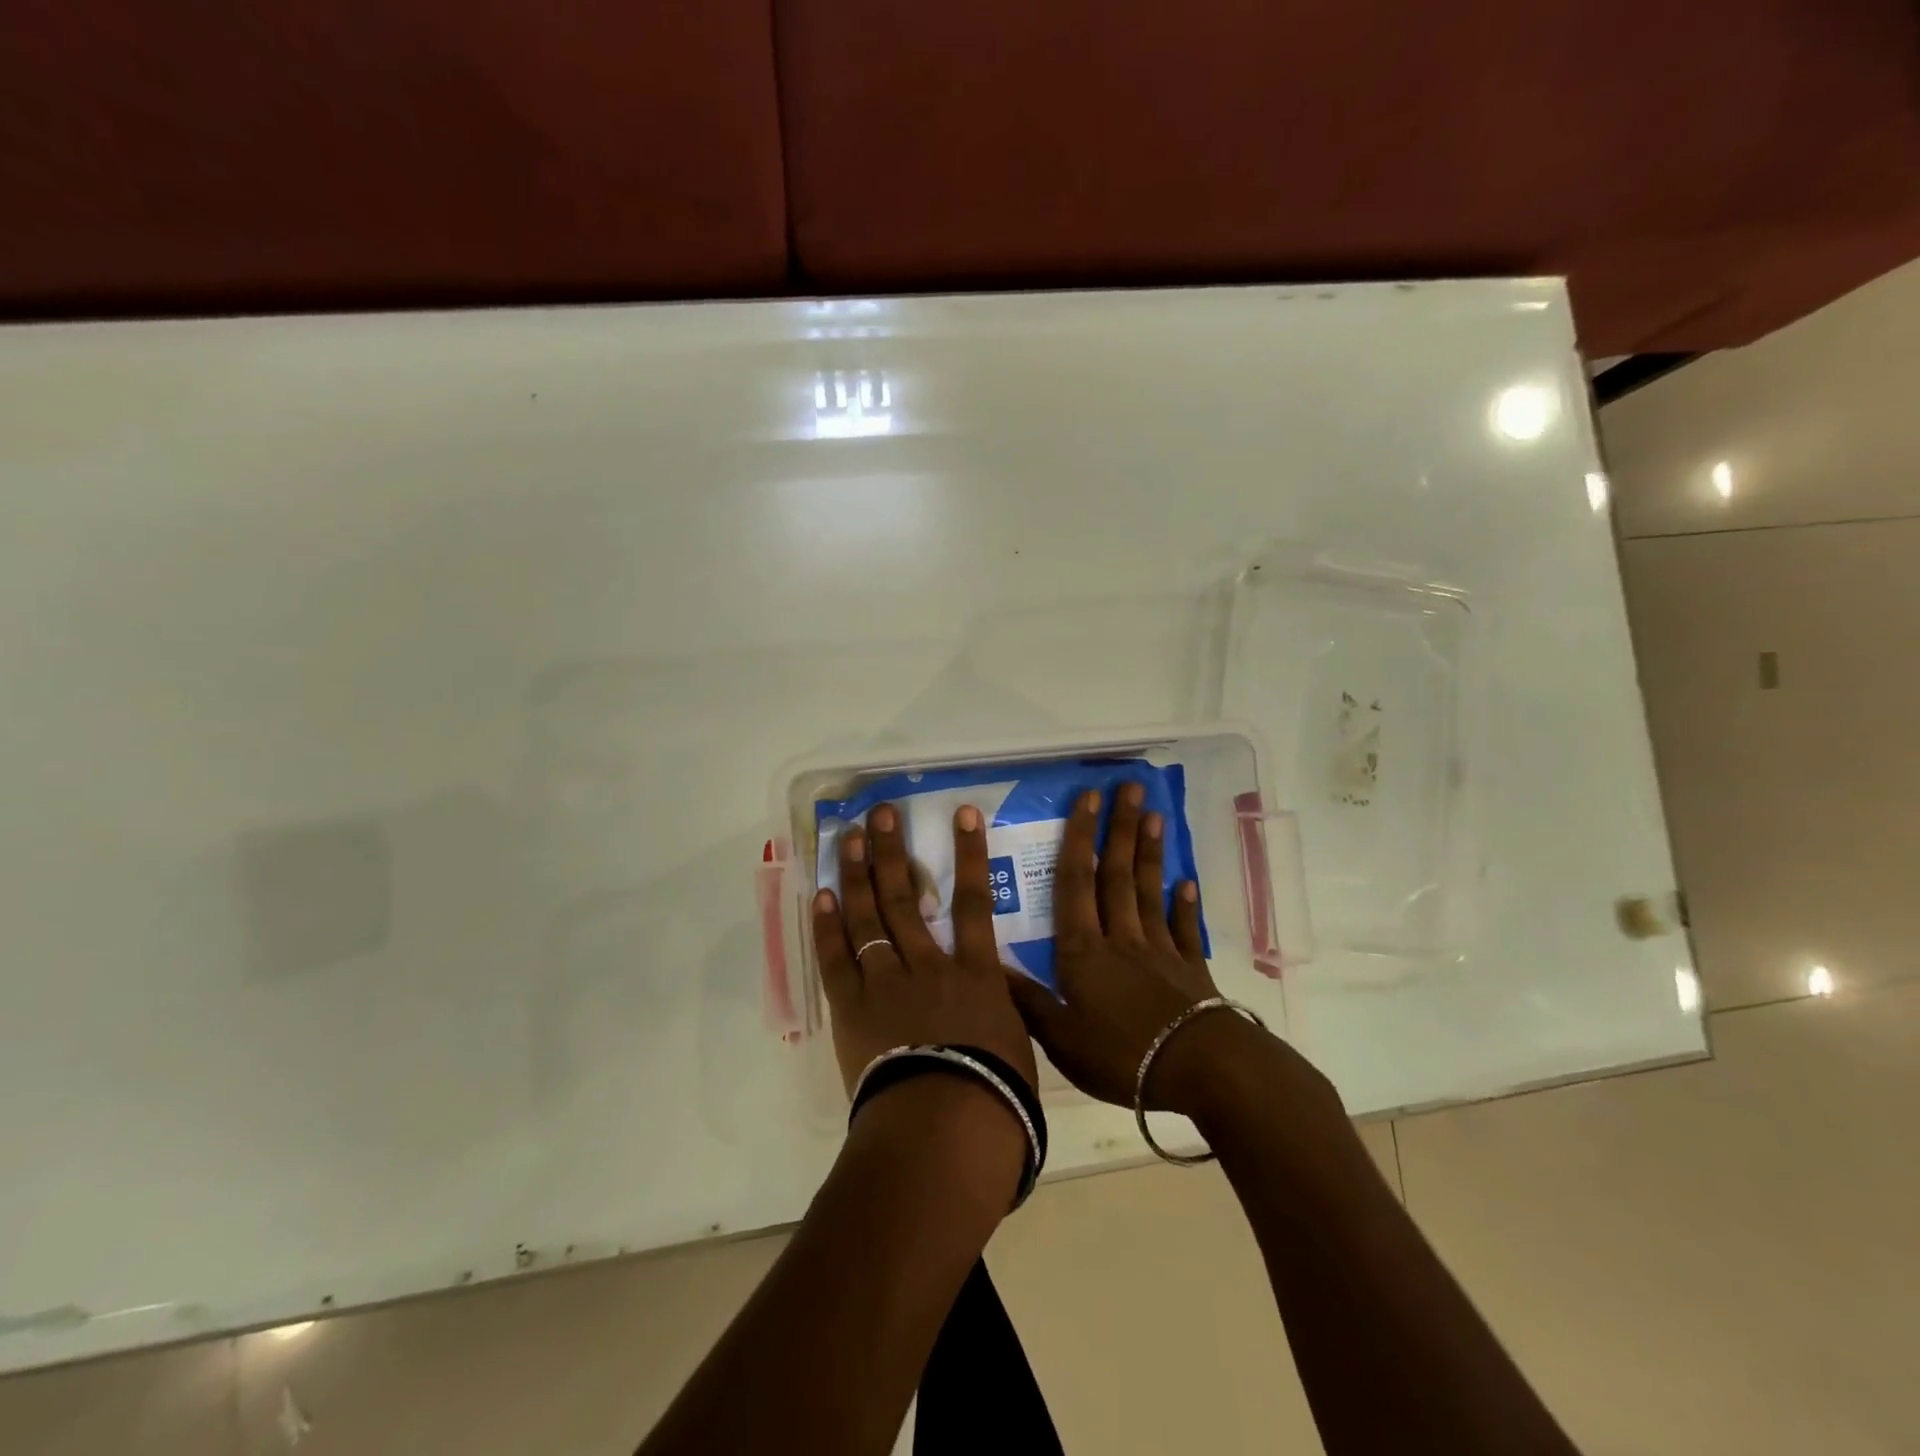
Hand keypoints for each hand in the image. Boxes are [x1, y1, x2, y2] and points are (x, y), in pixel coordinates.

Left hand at [813, 802, 1039, 1099]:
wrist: (945, 1128)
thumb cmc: (995, 1095)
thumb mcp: (1016, 1044)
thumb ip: (1002, 1011)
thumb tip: (999, 998)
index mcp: (975, 973)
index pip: (975, 901)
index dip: (970, 854)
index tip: (962, 814)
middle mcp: (928, 964)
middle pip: (906, 897)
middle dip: (892, 851)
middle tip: (879, 814)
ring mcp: (886, 982)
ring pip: (869, 917)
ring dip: (856, 875)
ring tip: (847, 838)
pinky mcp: (852, 1008)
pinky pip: (837, 958)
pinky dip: (828, 927)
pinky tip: (822, 896)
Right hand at [1004, 782, 1223, 1109]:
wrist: (1198, 1070)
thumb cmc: (1121, 1054)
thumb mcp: (1061, 1037)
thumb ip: (1028, 1001)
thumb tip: (991, 967)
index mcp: (1083, 950)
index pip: (1075, 883)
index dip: (1078, 838)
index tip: (1087, 798)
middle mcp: (1120, 938)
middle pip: (1116, 875)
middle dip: (1120, 828)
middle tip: (1130, 787)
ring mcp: (1160, 950)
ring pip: (1149, 892)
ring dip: (1149, 853)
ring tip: (1155, 816)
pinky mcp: (1190, 969)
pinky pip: (1185, 929)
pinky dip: (1185, 905)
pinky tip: (1186, 883)